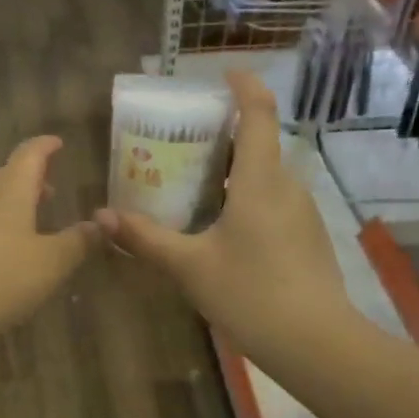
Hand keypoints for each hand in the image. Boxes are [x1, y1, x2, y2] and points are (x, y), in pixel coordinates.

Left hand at [0, 135, 97, 351]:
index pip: (29, 154)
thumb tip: (100, 223)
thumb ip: (79, 240)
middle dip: (31, 176)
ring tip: (34, 214)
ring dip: (14, 199)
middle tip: (52, 185)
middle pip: (8, 174)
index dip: (45, 146)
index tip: (58, 143)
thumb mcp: (53, 263)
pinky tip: (7, 245)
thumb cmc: (3, 280)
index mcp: (10, 190)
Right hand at [95, 72, 348, 359]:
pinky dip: (248, 198)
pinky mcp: (308, 237)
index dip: (245, 86)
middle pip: (258, 144)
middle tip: (185, 142)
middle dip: (225, 135)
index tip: (225, 73)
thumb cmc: (251, 294)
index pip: (259, 114)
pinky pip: (274, 201)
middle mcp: (286, 185)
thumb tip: (101, 215)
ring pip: (266, 176)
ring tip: (196, 185)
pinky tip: (224, 228)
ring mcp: (302, 212)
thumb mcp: (189, 266)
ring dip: (235, 171)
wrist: (317, 344)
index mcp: (259, 180)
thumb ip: (145, 237)